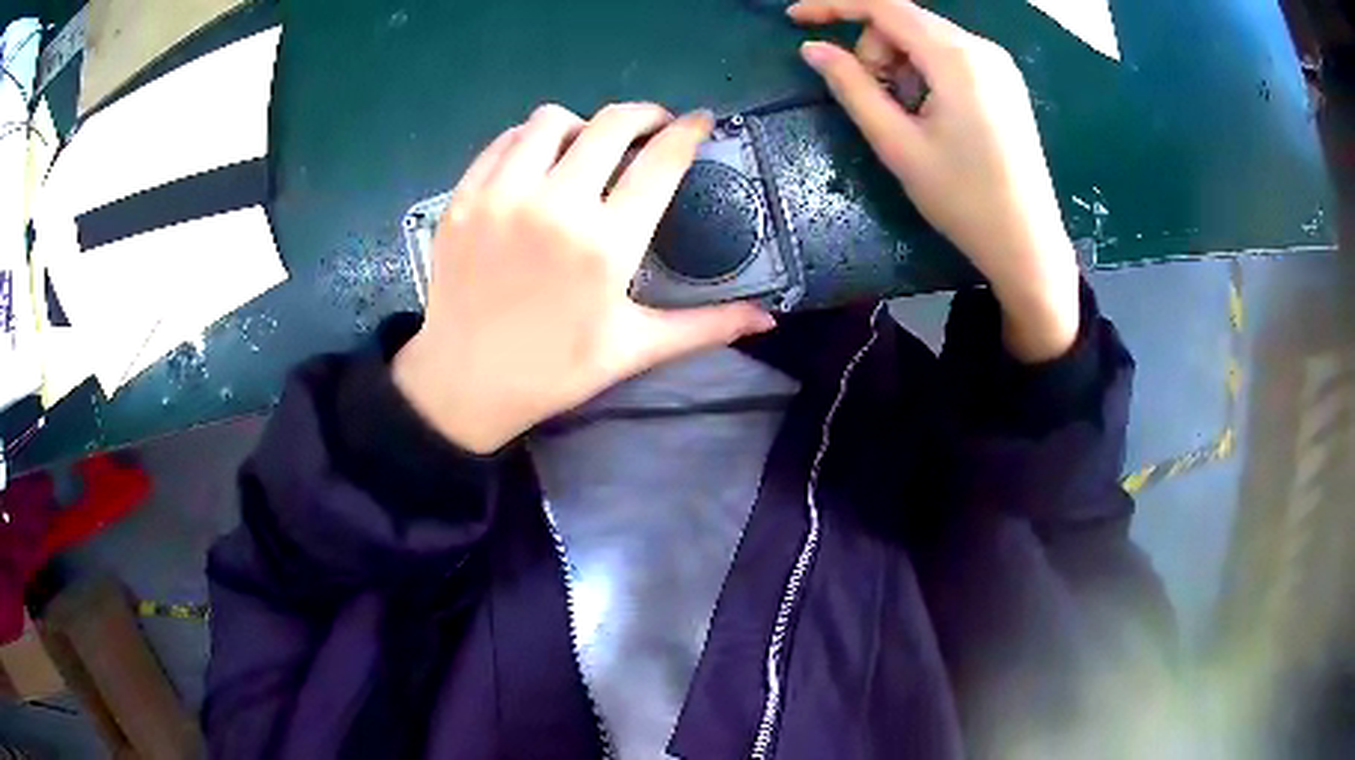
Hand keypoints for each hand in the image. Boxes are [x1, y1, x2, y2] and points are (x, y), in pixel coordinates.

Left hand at [393, 104, 776, 452]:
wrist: (465, 384)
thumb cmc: (555, 370)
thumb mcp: (635, 348)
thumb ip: (706, 326)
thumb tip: (770, 319)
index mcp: (607, 245)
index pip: (661, 161)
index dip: (689, 131)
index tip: (700, 121)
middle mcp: (556, 207)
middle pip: (611, 123)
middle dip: (644, 114)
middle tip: (652, 127)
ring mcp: (502, 197)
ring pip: (551, 120)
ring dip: (581, 124)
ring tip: (588, 146)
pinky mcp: (464, 198)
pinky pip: (504, 141)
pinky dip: (529, 140)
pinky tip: (538, 161)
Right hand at [788, 0, 1079, 361]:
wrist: (1028, 244)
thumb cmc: (963, 199)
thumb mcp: (897, 144)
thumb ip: (851, 88)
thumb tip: (813, 50)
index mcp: (957, 57)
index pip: (883, 6)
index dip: (834, 6)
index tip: (796, 20)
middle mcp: (982, 47)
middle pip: (905, 20)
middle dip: (875, 50)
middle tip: (875, 103)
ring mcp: (998, 64)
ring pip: (927, 38)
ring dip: (899, 64)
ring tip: (906, 117)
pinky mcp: (1005, 81)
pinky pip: (950, 56)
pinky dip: (925, 72)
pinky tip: (930, 113)